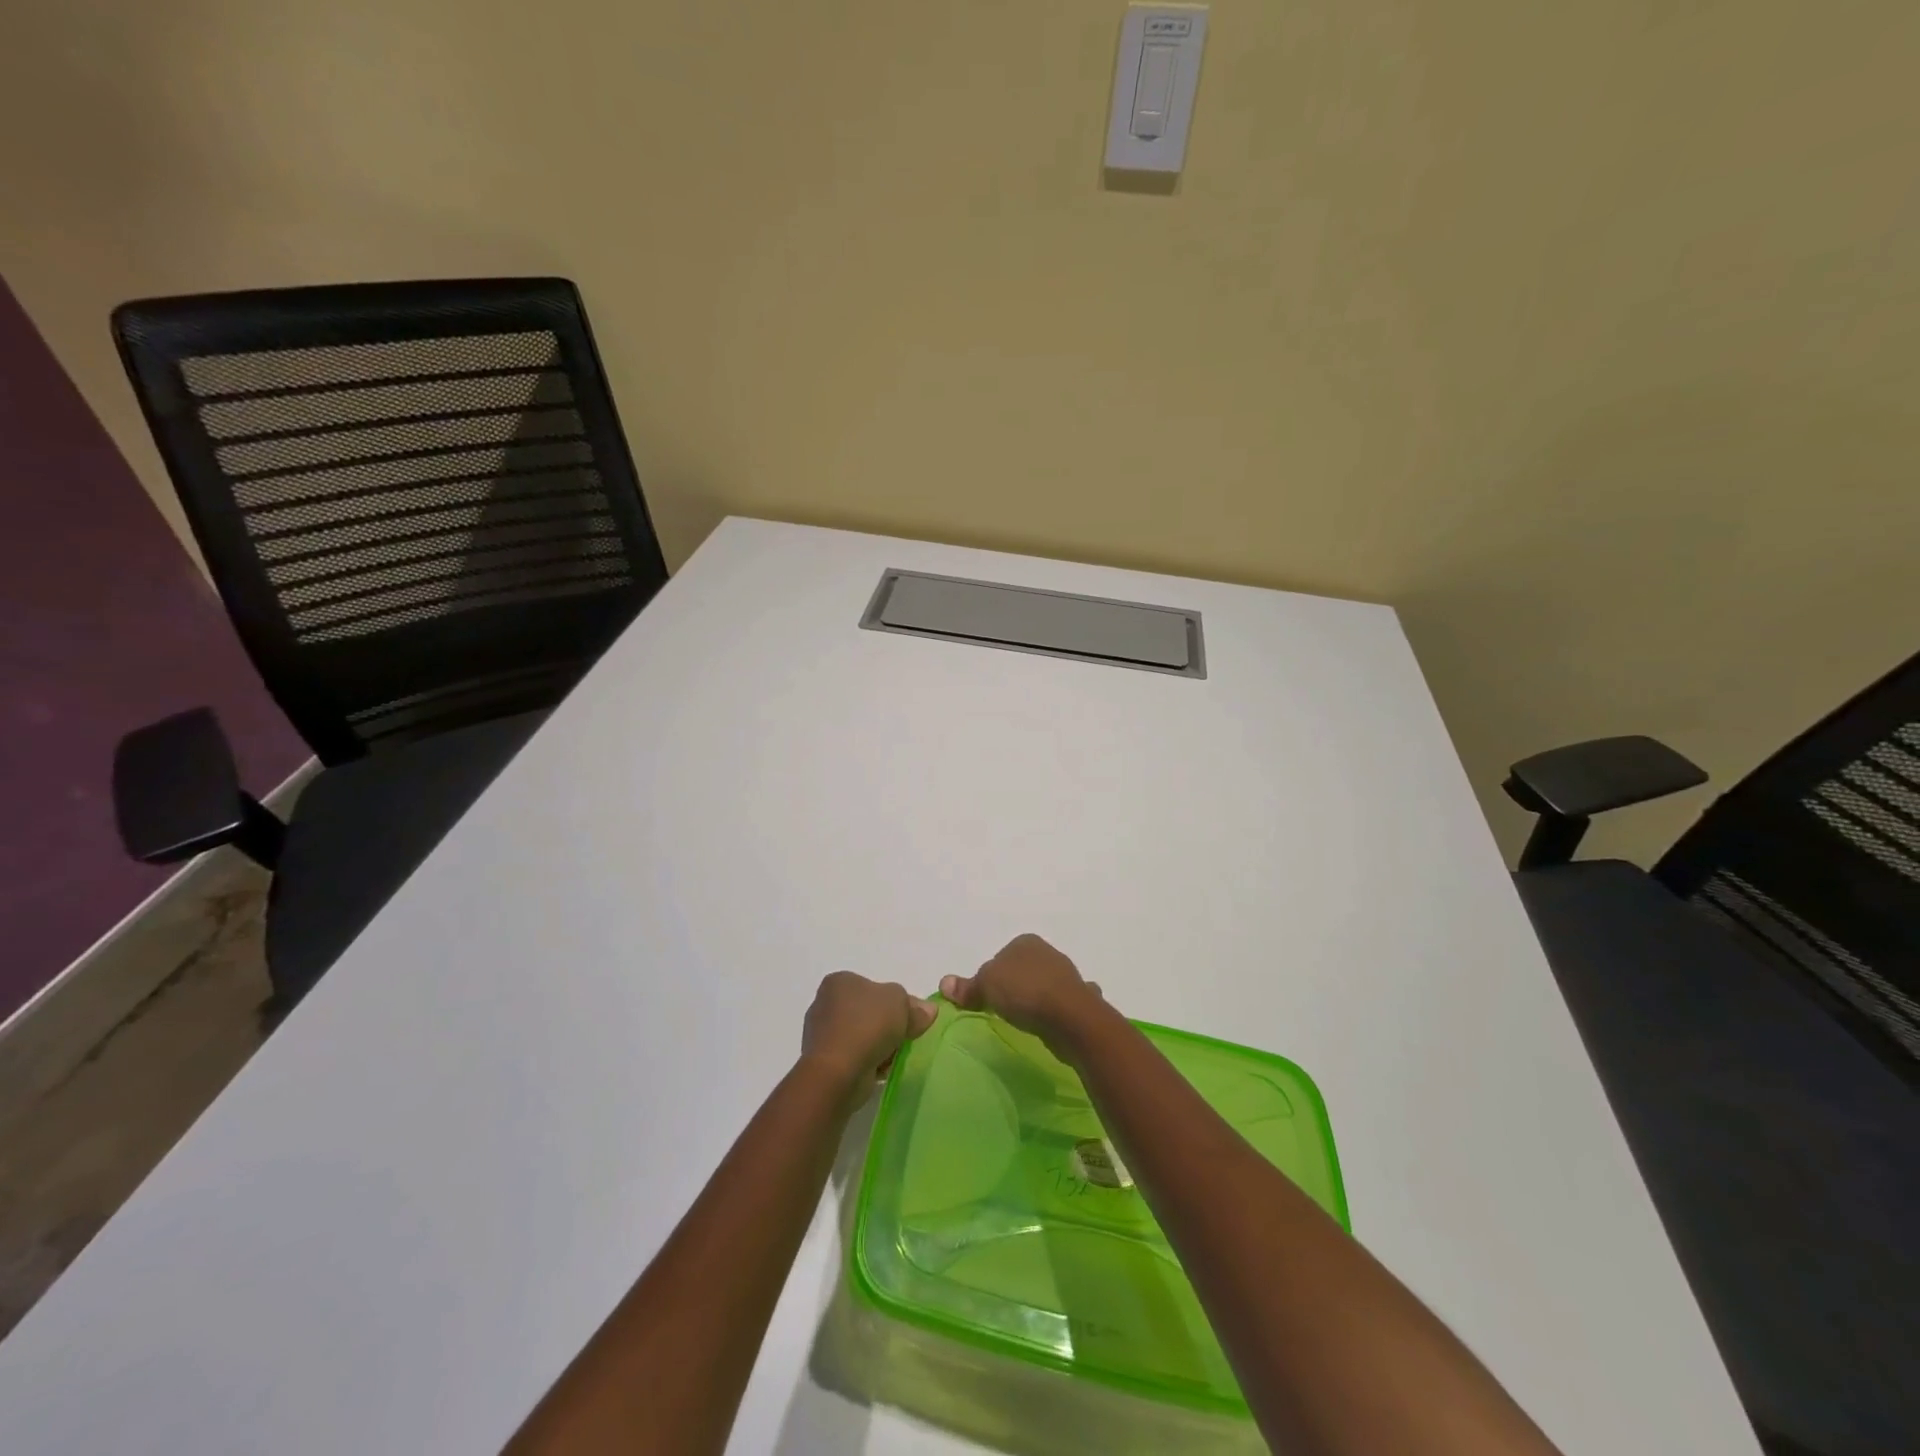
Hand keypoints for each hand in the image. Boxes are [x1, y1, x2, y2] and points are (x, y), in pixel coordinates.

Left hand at [801, 972, 936, 1090]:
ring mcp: (821, 1034)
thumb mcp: (901, 1003)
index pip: (872, 987)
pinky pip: (852, 1057)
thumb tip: (927, 1011)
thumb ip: (914, 1005)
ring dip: (878, 1046)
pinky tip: (880, 1070)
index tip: (909, 1018)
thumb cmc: (867, 1025)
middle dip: (886, 1026)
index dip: (893, 1002)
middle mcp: (825, 1003)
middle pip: (866, 1012)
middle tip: (904, 1037)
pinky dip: (867, 1062)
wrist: (838, 1072)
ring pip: (860, 1036)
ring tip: (893, 1057)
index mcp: (839, 982)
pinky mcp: (823, 1062)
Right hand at [940, 934, 1105, 1052]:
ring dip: (1036, 998)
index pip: (1000, 957)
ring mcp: (1066, 976)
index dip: (990, 977)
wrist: (1070, 1017)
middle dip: (1014, 987)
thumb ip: (967, 986)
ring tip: (1024, 1021)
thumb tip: (944, 983)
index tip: (985, 998)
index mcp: (1025, 942)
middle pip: (1021, 970)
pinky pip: (1060, 1004)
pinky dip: (1056, 1011)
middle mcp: (1048, 953)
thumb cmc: (1024, 992)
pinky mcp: (1079, 1000)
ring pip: (1043, 985)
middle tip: (1002, 1010)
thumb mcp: (986, 986)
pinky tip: (1050, 1024)